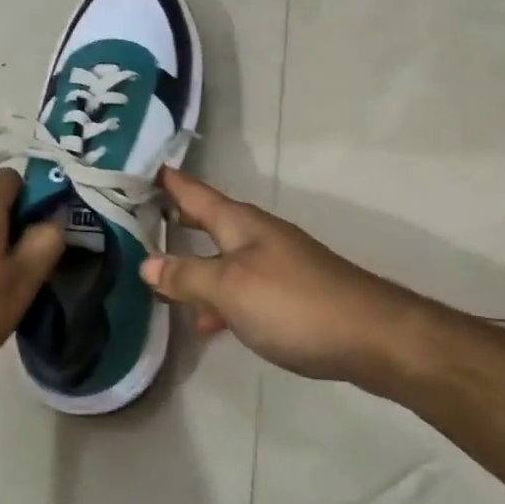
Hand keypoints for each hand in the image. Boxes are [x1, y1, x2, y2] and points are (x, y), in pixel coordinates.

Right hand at [140, 168, 426, 383]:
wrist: (370, 336)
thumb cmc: (293, 303)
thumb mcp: (230, 288)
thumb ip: (188, 276)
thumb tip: (148, 263)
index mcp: (240, 223)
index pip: (193, 192)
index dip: (166, 180)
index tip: (135, 168)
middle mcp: (257, 235)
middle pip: (207, 220)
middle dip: (175, 219)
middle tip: (135, 218)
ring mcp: (275, 263)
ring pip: (222, 257)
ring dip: (193, 264)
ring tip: (158, 279)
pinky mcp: (289, 294)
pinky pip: (240, 288)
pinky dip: (218, 299)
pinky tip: (207, 324)